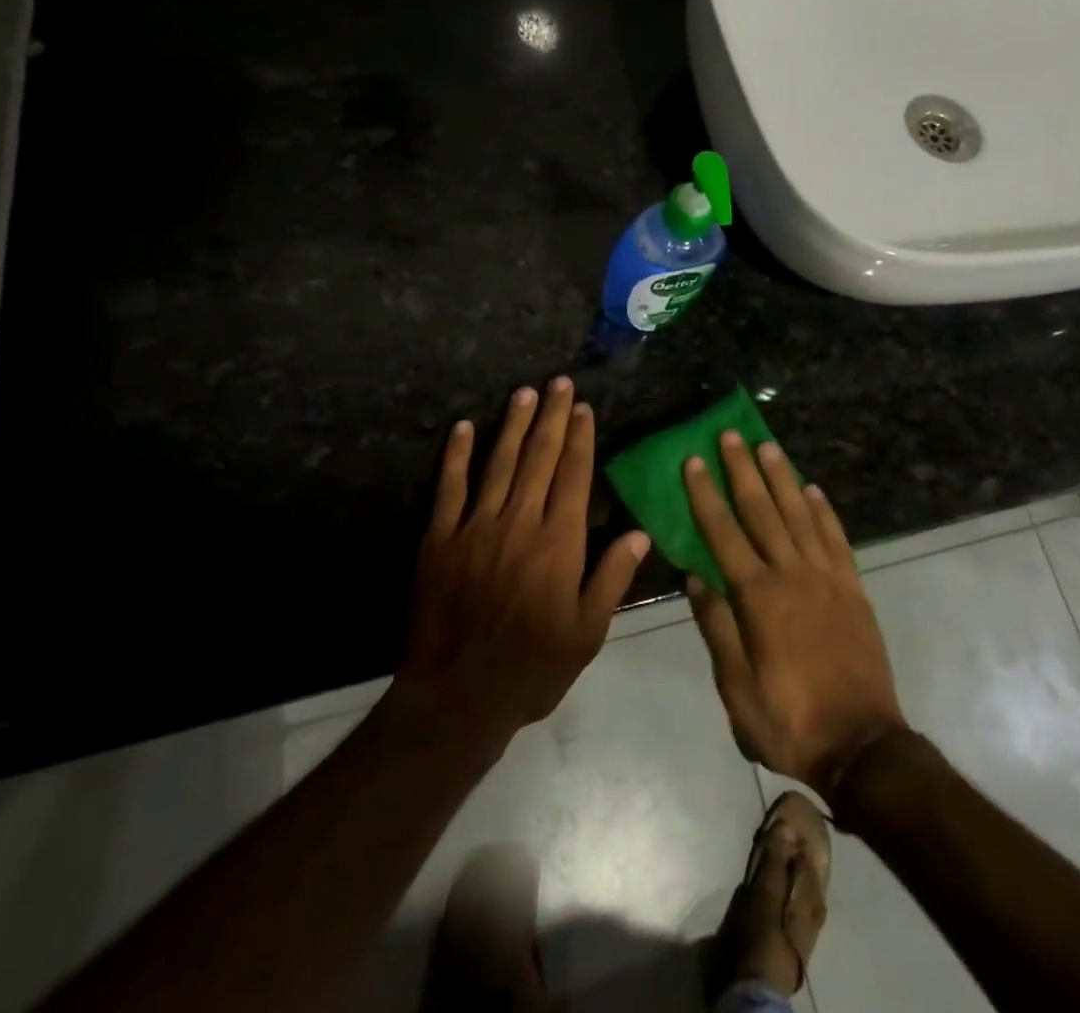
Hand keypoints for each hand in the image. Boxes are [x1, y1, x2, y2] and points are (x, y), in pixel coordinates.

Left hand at [394, 377, 648, 746]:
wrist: (457, 696)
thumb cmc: (532, 667)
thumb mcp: (587, 633)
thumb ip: (612, 578)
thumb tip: (640, 534)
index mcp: (559, 542)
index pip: (574, 476)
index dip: (581, 438)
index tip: (584, 408)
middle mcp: (520, 522)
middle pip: (540, 458)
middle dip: (552, 417)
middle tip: (559, 383)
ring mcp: (476, 526)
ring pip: (499, 463)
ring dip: (514, 425)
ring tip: (525, 393)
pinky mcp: (439, 538)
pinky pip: (449, 487)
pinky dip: (457, 455)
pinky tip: (464, 427)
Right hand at [683, 432, 906, 796]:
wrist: (862, 745)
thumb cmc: (789, 720)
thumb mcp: (737, 688)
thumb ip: (717, 627)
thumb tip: (696, 577)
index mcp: (757, 597)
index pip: (723, 533)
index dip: (705, 495)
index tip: (692, 462)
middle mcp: (791, 574)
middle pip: (762, 510)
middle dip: (742, 470)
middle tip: (730, 435)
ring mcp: (827, 577)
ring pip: (799, 514)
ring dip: (782, 477)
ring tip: (767, 446)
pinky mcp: (853, 588)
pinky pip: (836, 538)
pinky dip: (823, 510)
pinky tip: (813, 490)